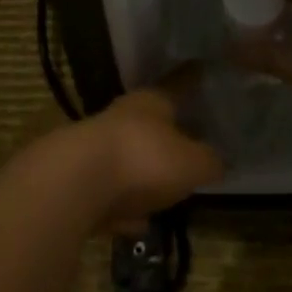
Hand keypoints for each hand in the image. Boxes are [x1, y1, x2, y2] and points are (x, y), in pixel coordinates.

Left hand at [66, 65, 222, 229]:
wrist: (72, 187)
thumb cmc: (143, 160)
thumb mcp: (192, 164)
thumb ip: (209, 161)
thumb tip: (219, 161)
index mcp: (152, 102)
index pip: (178, 84)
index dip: (192, 79)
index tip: (201, 68)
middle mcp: (122, 117)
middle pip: (149, 121)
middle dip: (166, 131)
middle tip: (188, 141)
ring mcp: (96, 149)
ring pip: (127, 156)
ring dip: (142, 172)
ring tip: (164, 190)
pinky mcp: (78, 183)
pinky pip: (110, 193)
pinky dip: (123, 205)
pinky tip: (135, 223)